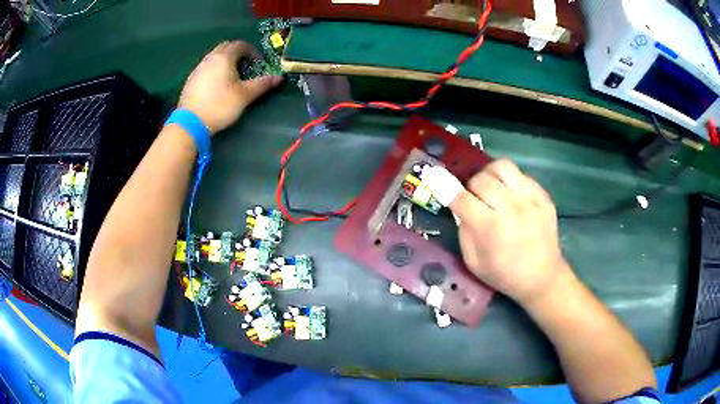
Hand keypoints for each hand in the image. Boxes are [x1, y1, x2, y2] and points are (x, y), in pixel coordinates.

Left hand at [178, 40, 282, 133]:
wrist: (191, 123)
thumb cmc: (220, 106)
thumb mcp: (245, 96)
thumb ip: (262, 84)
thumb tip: (279, 77)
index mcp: (224, 58)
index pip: (240, 45)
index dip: (251, 50)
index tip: (257, 62)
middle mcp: (210, 59)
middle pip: (225, 47)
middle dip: (237, 52)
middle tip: (245, 65)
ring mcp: (198, 69)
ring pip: (214, 57)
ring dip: (224, 60)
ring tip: (231, 75)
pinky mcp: (190, 80)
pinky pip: (205, 68)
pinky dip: (214, 69)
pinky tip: (216, 84)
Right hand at [448, 159, 570, 305]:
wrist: (542, 277)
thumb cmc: (504, 274)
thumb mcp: (473, 262)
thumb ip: (463, 230)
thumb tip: (458, 205)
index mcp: (490, 228)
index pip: (461, 198)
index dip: (446, 188)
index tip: (437, 180)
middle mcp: (511, 208)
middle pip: (481, 179)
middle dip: (471, 187)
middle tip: (475, 200)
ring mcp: (530, 199)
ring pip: (502, 166)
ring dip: (490, 175)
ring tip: (492, 188)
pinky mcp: (543, 196)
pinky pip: (521, 174)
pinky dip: (510, 181)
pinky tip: (511, 196)